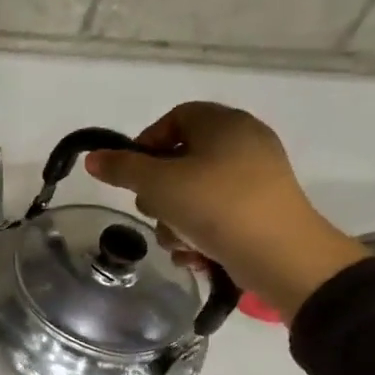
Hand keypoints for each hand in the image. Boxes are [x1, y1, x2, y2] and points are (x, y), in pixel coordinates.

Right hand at [84, 101, 368, 318]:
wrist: (281, 255)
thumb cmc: (215, 206)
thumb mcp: (158, 184)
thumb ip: (122, 168)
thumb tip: (93, 158)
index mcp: (224, 123)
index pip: (174, 119)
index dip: (146, 144)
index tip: (132, 176)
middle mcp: (244, 143)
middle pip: (181, 159)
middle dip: (158, 192)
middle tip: (154, 212)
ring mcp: (256, 179)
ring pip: (194, 193)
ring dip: (175, 220)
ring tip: (178, 241)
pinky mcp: (261, 211)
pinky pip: (217, 214)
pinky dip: (200, 232)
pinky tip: (195, 254)